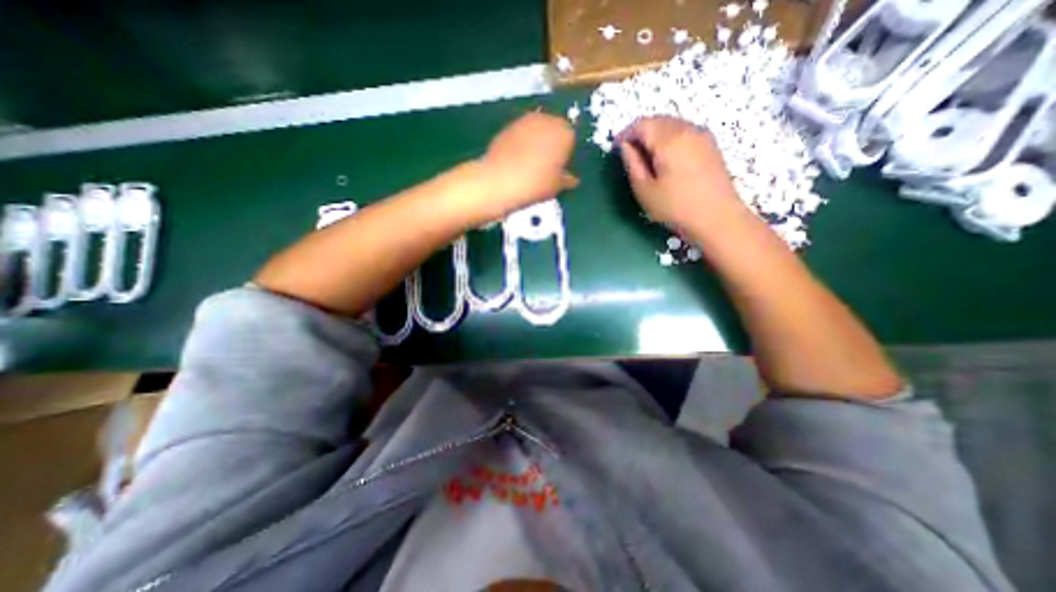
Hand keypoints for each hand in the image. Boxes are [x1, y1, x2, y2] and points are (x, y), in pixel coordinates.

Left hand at [477, 111, 581, 221]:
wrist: (499, 181)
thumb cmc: (535, 184)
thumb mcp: (557, 186)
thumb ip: (567, 180)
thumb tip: (572, 179)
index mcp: (565, 132)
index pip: (572, 139)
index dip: (568, 154)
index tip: (563, 168)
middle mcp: (547, 119)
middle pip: (555, 129)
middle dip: (553, 144)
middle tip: (549, 165)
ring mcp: (525, 120)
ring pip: (537, 129)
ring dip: (537, 142)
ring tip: (532, 163)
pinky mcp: (507, 126)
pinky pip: (521, 134)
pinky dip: (522, 143)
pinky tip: (518, 160)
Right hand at [621, 116, 740, 227]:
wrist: (717, 218)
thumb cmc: (675, 207)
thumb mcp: (644, 190)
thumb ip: (632, 163)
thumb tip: (625, 146)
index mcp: (668, 140)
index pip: (641, 124)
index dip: (625, 134)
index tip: (616, 149)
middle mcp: (687, 129)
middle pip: (658, 120)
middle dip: (640, 133)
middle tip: (630, 154)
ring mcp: (702, 135)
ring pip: (672, 125)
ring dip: (655, 135)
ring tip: (646, 157)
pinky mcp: (710, 145)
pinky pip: (684, 132)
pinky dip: (670, 139)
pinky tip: (666, 159)